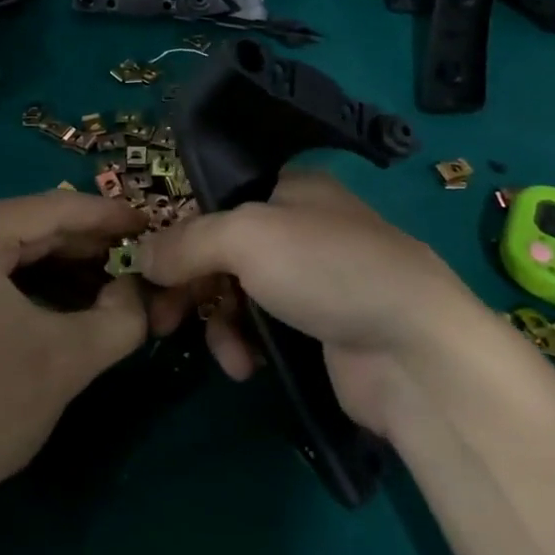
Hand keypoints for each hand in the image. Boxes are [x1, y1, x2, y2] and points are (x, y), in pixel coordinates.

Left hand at [0, 190, 147, 514]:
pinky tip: (63, 301)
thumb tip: (138, 292)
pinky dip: (25, 285)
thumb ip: (121, 316)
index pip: (51, 209)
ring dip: (57, 267)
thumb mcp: (68, 360)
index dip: (107, 216)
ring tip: (108, 280)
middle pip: (25, 228)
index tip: (149, 223)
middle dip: (84, 245)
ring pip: (5, 252)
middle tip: (134, 257)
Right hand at [139, 170, 477, 436]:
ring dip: (219, 323)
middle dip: (190, 286)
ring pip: (239, 294)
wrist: (414, 350)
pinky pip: (263, 330)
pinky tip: (247, 366)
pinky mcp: (320, 330)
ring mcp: (313, 281)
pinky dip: (247, 345)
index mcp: (290, 188)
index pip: (218, 201)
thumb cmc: (326, 269)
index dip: (181, 233)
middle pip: (223, 250)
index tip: (151, 268)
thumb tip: (140, 256)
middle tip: (160, 320)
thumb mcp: (245, 237)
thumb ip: (187, 242)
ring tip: (225, 352)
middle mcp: (300, 228)